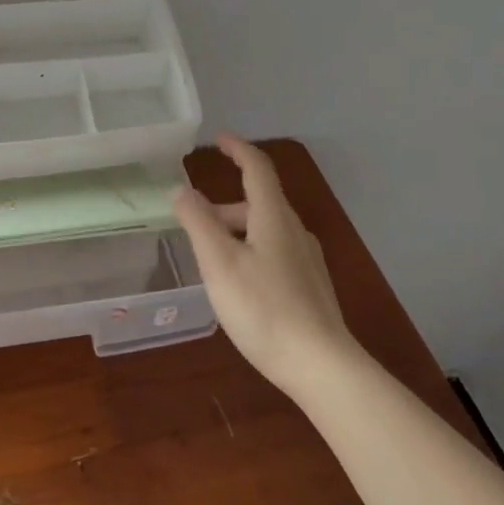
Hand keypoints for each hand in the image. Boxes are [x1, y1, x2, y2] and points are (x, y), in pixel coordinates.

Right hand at [172, 135, 357, 398]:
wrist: (321, 365)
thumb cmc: (263, 308)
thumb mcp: (219, 263)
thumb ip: (198, 222)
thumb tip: (182, 189)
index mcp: (273, 217)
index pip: (257, 168)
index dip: (237, 149)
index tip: (218, 139)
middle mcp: (294, 230)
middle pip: (258, 202)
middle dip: (224, 205)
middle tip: (193, 222)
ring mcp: (307, 259)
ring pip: (266, 229)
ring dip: (236, 230)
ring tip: (210, 258)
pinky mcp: (311, 286)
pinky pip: (275, 252)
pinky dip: (250, 250)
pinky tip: (239, 283)